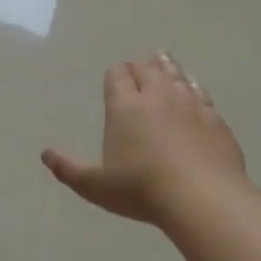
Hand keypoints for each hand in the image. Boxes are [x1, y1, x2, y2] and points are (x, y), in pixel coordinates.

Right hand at [42, 53, 245, 224]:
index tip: (115, 78)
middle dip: (140, 67)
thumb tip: (45, 155)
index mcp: (125, 107)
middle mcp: (157, 96)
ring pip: (176, 75)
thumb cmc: (141, 189)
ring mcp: (190, 104)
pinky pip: (201, 93)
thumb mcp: (95, 185)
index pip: (117, 76)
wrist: (203, 198)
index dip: (115, 75)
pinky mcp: (215, 119)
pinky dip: (193, 86)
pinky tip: (193, 89)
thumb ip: (68, 169)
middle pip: (148, 69)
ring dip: (167, 68)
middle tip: (138, 70)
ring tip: (163, 62)